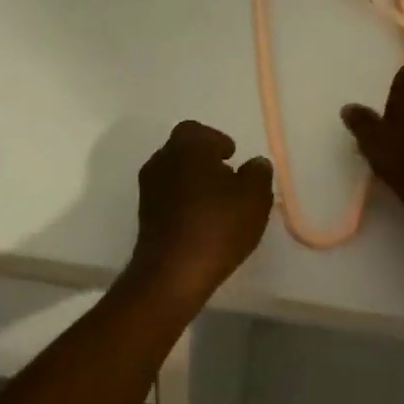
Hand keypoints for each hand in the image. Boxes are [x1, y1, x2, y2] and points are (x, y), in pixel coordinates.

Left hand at [128, 121, 274, 303]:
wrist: (172, 272)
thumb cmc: (217, 225)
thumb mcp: (254, 197)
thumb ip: (258, 174)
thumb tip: (256, 163)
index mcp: (187, 146)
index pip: (198, 131)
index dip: (217, 141)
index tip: (233, 156)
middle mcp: (162, 160)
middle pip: (184, 151)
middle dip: (205, 160)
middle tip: (228, 178)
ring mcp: (148, 189)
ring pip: (174, 174)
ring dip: (194, 182)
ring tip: (218, 203)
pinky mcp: (144, 216)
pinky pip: (168, 197)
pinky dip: (184, 202)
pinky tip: (202, 221)